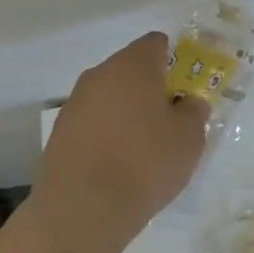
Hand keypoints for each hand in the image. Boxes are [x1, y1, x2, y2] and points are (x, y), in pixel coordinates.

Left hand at [29, 32, 209, 252]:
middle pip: (131, 69)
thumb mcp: (189, 138)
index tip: (185, 88)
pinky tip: (117, 164)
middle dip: (151, 88)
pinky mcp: (60, 133)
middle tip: (170, 120)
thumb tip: (189, 102)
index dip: (174, 60)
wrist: (81, 209)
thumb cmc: (145, 163)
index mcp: (133, 65)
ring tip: (144, 148)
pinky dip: (107, 134)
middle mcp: (100, 74)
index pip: (156, 43)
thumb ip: (194, 112)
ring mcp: (75, 102)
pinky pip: (93, 122)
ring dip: (127, 112)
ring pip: (110, 96)